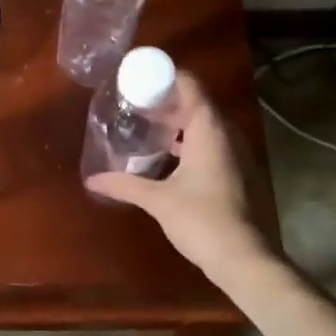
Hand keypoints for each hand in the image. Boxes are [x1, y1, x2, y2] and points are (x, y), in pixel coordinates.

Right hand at [85, 72, 272, 281]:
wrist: (243, 259)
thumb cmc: (201, 220)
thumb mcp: (158, 200)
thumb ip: (125, 185)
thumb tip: (92, 180)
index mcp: (209, 130)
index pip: (190, 85)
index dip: (165, 76)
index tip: (138, 78)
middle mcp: (225, 134)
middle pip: (196, 102)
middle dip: (166, 100)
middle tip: (134, 103)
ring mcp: (234, 153)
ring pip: (204, 124)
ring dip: (178, 121)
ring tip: (147, 126)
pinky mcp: (235, 171)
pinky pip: (210, 142)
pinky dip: (189, 140)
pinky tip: (167, 155)